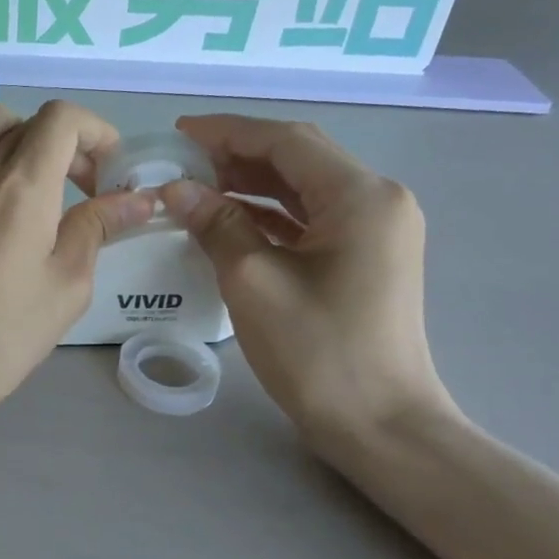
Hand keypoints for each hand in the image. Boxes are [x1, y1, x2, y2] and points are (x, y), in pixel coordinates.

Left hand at [0, 101, 157, 421]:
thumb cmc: (2, 334)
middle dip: (66, 144)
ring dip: (19, 141)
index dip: (96, 131)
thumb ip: (98, 228)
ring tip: (32, 186)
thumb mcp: (67, 285)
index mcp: (23, 186)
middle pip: (28, 120)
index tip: (109, 171)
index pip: (62, 118)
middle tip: (81, 189)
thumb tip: (136, 199)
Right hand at [161, 115, 453, 457]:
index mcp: (360, 196)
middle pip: (300, 158)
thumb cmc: (318, 352)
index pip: (287, 141)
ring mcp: (376, 230)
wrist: (381, 426)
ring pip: (305, 188)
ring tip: (198, 186)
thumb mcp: (254, 282)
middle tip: (182, 162)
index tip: (179, 134)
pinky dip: (270, 214)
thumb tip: (177, 190)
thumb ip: (216, 225)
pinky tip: (229, 220)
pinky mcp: (366, 257)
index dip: (229, 132)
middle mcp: (377, 200)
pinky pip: (311, 219)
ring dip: (252, 184)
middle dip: (239, 155)